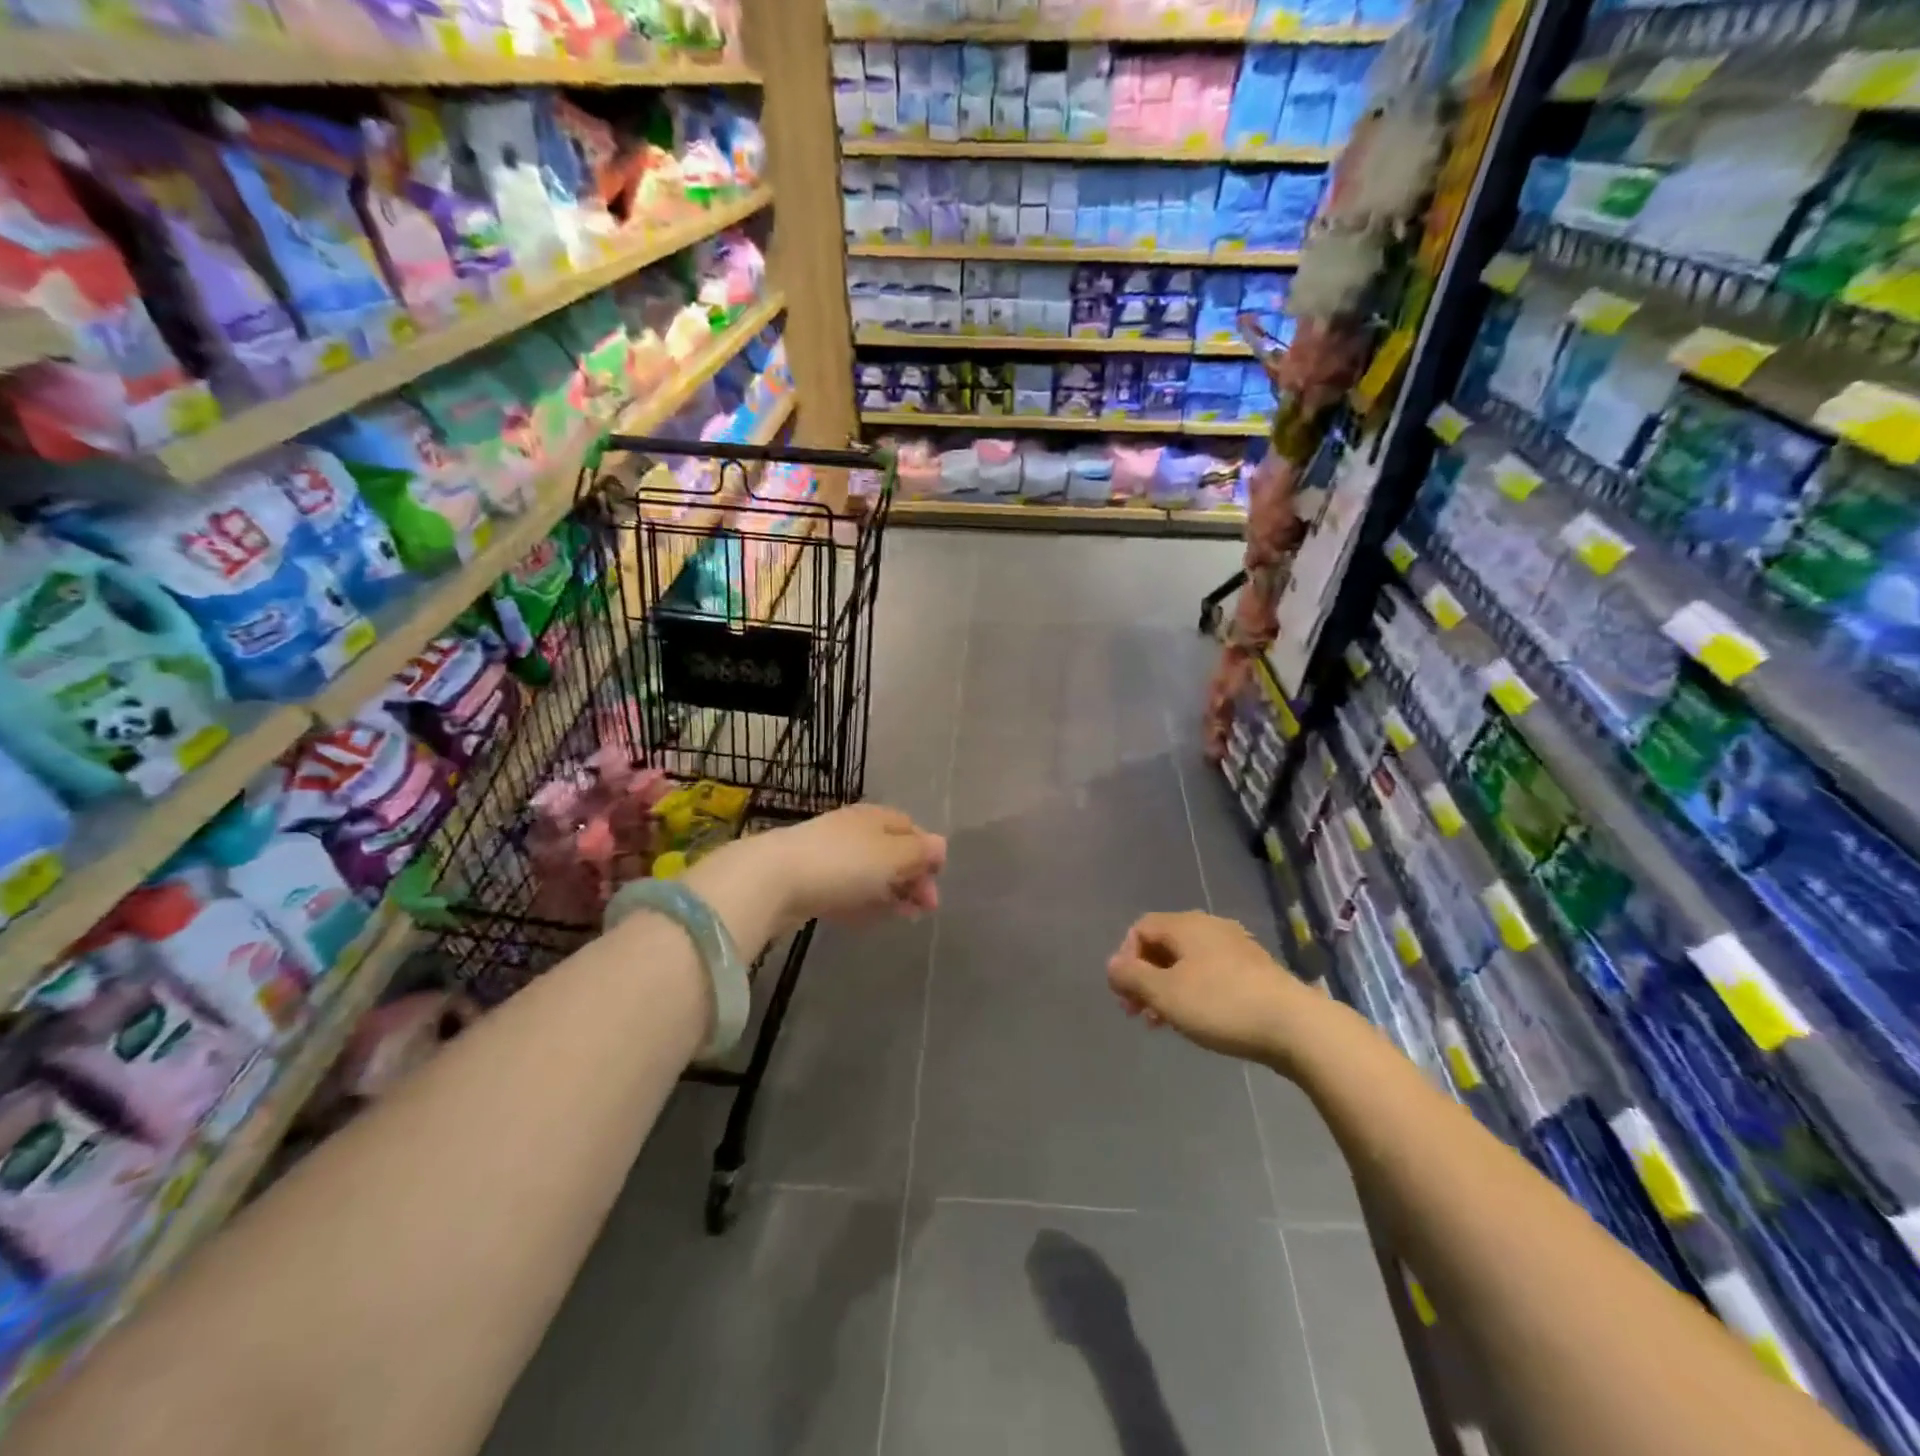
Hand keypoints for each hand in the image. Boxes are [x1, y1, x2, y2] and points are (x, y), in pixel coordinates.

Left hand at [750, 804, 945, 926]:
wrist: (773, 880)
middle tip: (923, 910)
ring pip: (869, 874)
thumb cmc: (843, 864)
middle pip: (891, 853)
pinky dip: (862, 903)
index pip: (911, 829)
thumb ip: (919, 852)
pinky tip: (868, 920)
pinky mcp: (810, 882)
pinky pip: (846, 891)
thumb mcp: (891, 857)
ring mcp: (830, 856)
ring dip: (889, 894)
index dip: (928, 856)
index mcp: (876, 817)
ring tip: (901, 918)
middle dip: (911, 879)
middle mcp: (854, 831)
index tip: (936, 885)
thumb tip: (940, 845)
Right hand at [1107, 912, 1326, 1064]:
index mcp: (1186, 925)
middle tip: (1138, 1013)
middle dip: (1145, 977)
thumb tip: (1112, 965)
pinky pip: (1211, 972)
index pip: (1141, 928)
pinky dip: (1194, 991)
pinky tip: (1199, 1020)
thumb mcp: (1165, 994)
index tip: (1125, 994)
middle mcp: (1210, 926)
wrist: (1295, 1026)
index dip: (1125, 958)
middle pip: (1164, 944)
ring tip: (1164, 1023)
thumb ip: (1132, 977)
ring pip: (1188, 961)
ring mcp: (1236, 947)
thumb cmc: (1221, 1005)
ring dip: (1168, 988)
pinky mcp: (1255, 970)